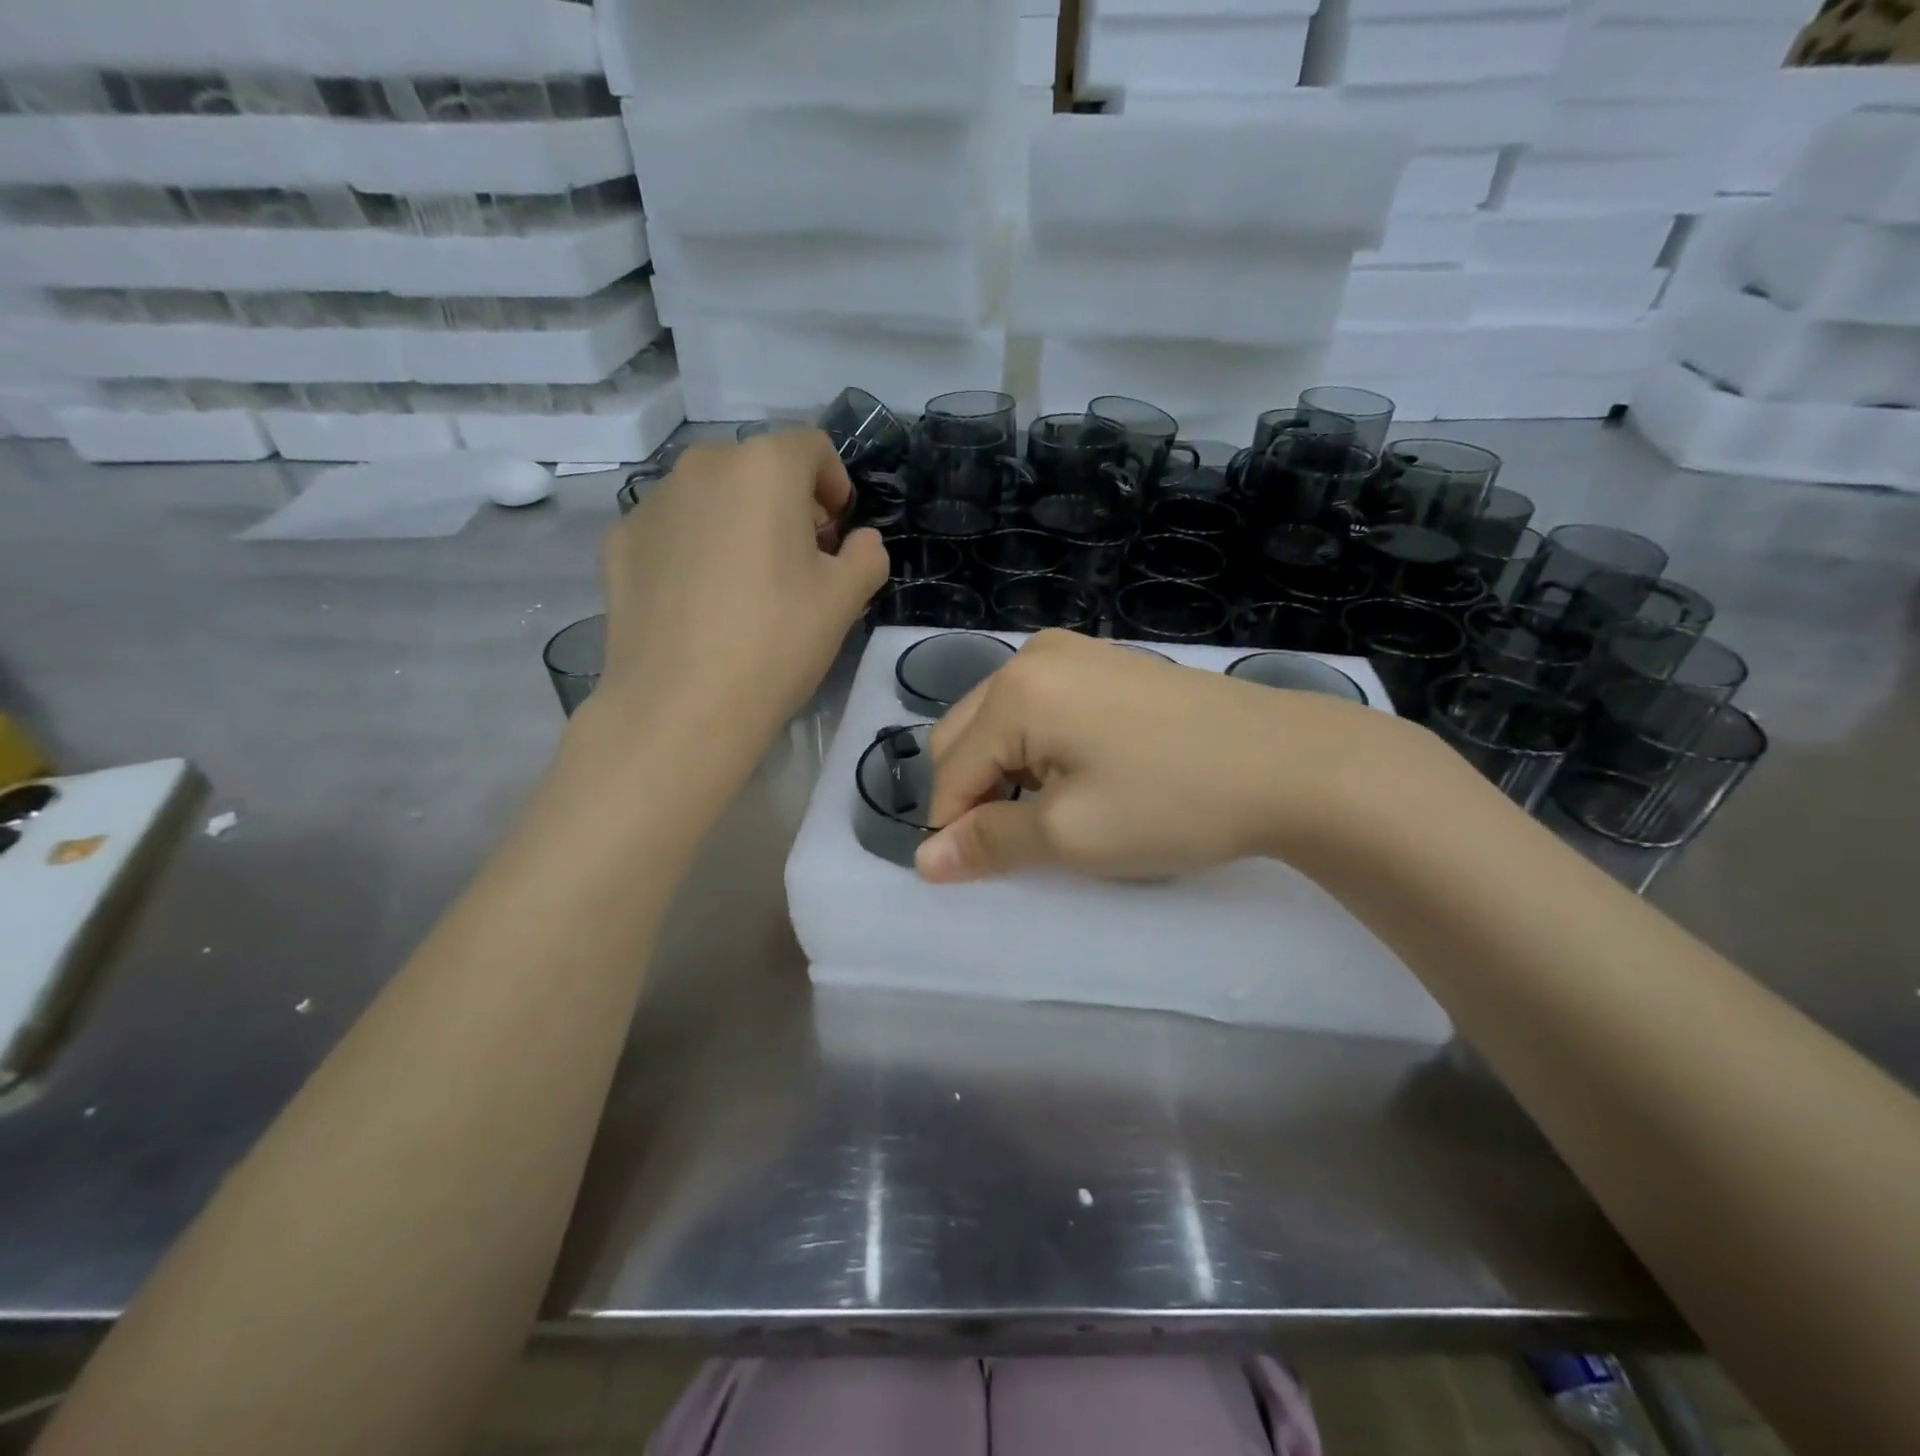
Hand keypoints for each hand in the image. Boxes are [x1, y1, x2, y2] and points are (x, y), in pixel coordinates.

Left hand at [592, 433, 887, 736]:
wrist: (681, 706)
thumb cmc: (776, 643)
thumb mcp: (846, 600)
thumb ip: (867, 555)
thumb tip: (858, 541)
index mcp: (764, 468)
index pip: (812, 447)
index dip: (835, 485)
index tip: (837, 534)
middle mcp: (702, 466)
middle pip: (758, 468)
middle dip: (786, 504)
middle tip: (798, 563)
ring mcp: (652, 502)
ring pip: (711, 497)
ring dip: (738, 523)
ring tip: (745, 586)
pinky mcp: (619, 541)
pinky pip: (673, 529)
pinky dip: (694, 547)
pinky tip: (700, 602)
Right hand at [916, 631, 1416, 882]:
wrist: (1289, 763)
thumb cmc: (1170, 801)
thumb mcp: (1069, 835)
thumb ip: (988, 842)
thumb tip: (923, 861)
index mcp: (1015, 691)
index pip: (949, 769)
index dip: (953, 827)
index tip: (981, 871)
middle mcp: (1033, 656)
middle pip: (965, 734)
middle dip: (976, 791)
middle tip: (1025, 838)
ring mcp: (1075, 651)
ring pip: (1002, 720)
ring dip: (1006, 769)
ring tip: (1055, 809)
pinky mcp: (1108, 663)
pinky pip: (1042, 706)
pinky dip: (1040, 746)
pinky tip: (1083, 773)